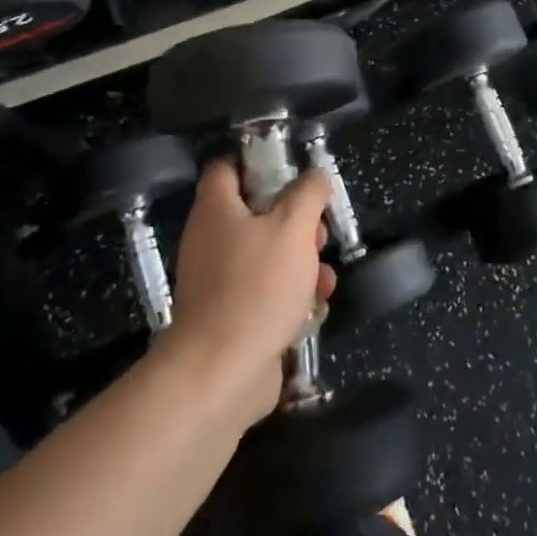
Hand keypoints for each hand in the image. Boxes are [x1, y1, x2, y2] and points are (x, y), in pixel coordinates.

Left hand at [164, 162, 336, 426]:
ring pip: (267, 254)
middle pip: (256, 212)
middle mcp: (211, 239)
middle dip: (296, 220)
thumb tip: (315, 176)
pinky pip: (266, 292)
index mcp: (216, 209)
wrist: (221, 374)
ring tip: (325, 276)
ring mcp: (219, 281)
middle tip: (319, 232)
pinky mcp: (232, 316)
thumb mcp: (293, 227)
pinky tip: (316, 307)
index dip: (259, 161)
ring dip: (302, 261)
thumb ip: (308, 194)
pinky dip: (291, 296)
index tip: (293, 171)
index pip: (228, 167)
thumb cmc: (256, 287)